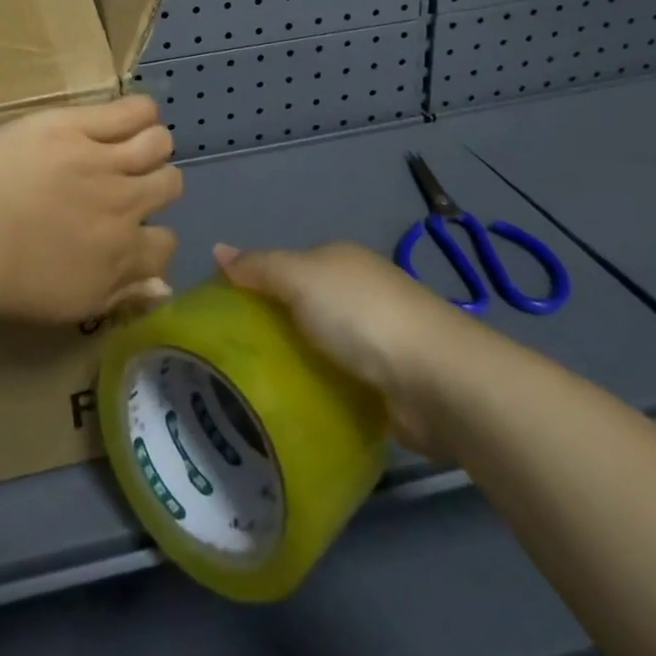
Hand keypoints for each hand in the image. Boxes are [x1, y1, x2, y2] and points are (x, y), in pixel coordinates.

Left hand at [0, 95, 182, 323]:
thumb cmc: (0, 279)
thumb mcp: (69, 304)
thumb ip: (121, 293)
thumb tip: (163, 285)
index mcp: (121, 256)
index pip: (167, 243)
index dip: (150, 235)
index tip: (126, 228)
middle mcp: (124, 207)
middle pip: (170, 183)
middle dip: (152, 185)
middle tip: (121, 182)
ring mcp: (103, 162)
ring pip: (158, 143)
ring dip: (149, 146)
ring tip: (123, 146)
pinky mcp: (77, 126)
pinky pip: (135, 110)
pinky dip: (139, 112)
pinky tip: (124, 118)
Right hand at [214, 241, 459, 455]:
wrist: (437, 379)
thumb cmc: (360, 315)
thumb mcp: (299, 279)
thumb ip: (259, 267)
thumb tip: (218, 249)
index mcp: (338, 260)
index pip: (284, 266)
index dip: (253, 283)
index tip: (222, 313)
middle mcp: (357, 292)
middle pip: (302, 306)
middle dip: (273, 326)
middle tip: (233, 356)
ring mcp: (376, 338)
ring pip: (320, 345)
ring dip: (297, 361)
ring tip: (254, 387)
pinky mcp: (387, 382)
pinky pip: (340, 381)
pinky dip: (321, 390)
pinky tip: (296, 407)